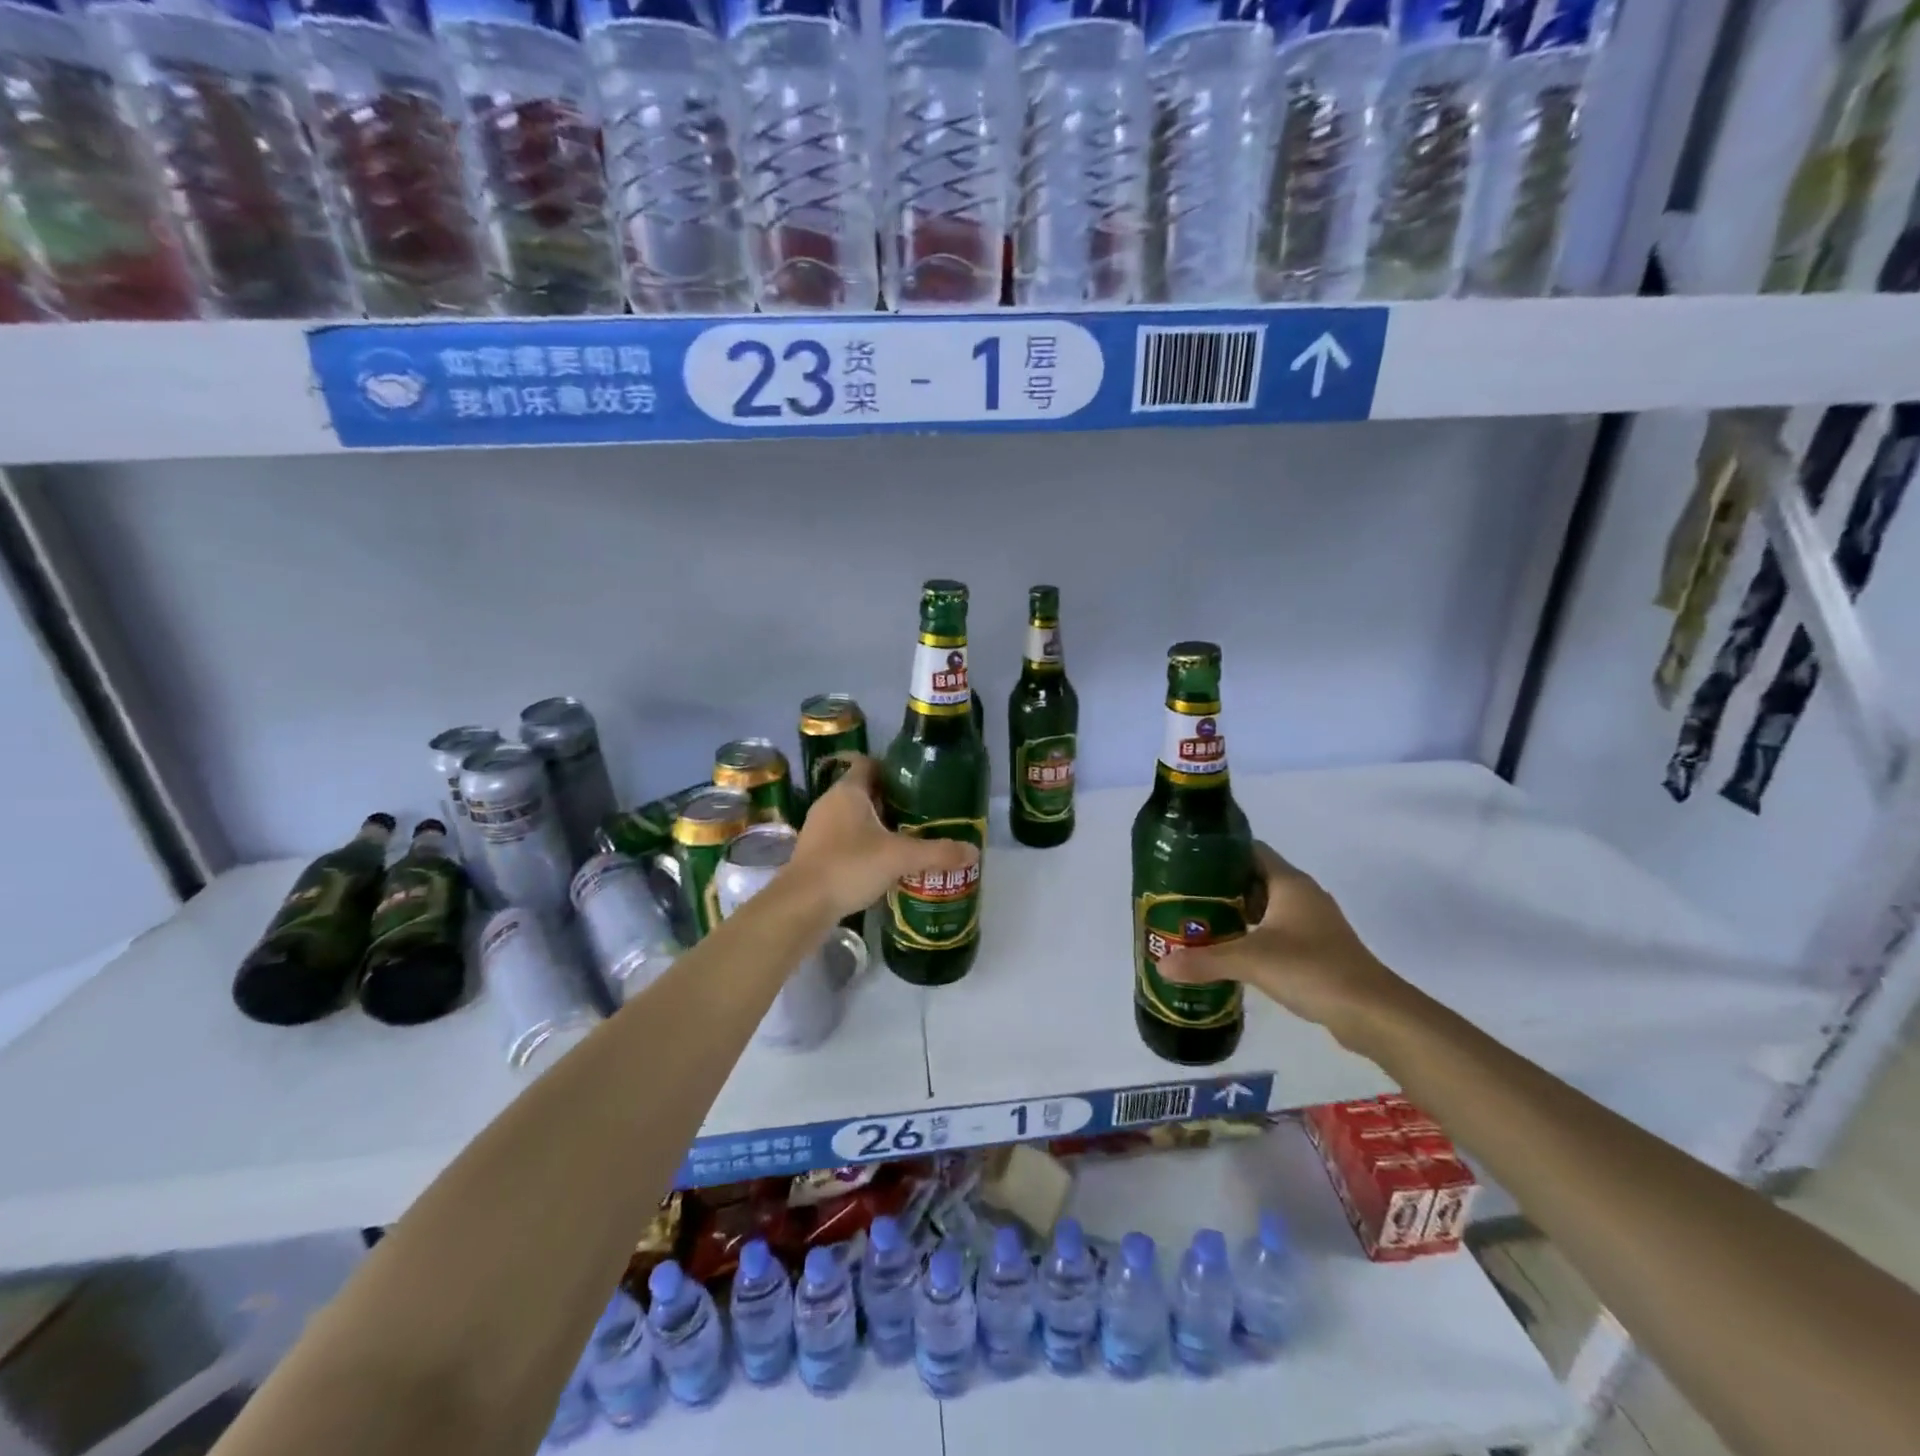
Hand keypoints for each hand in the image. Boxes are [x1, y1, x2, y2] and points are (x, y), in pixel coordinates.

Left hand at [787, 756, 978, 919]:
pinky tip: (884, 864)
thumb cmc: (849, 866)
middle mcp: (830, 803)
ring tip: (907, 839)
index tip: (917, 781)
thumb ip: (937, 852)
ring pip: (854, 818)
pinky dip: (864, 846)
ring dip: (877, 826)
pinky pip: (845, 840)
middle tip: (921, 813)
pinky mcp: (815, 854)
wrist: (802, 905)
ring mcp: (819, 829)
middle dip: (891, 801)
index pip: (870, 764)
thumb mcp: (899, 857)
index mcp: (848, 791)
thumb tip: (974, 852)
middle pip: (864, 792)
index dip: (893, 768)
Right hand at [1157, 842, 1410, 1054]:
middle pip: (1255, 879)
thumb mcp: (1251, 961)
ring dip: (1236, 913)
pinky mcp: (1317, 949)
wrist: (1372, 1013)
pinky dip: (1253, 935)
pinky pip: (1277, 931)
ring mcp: (1313, 923)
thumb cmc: (1312, 969)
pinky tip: (1230, 950)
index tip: (1187, 861)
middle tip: (1184, 896)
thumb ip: (1205, 960)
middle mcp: (1302, 896)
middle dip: (1221, 886)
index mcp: (1290, 883)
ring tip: (1199, 922)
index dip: (1219, 852)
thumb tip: (1161, 964)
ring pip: (1266, 907)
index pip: (1250, 850)